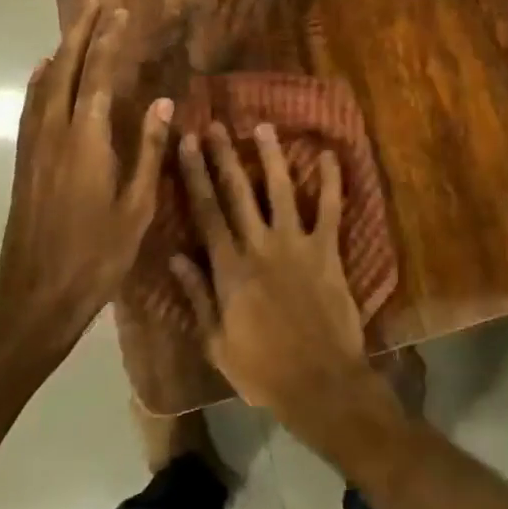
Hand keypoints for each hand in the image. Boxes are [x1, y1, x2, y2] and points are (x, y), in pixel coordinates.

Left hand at [0, 3, 173, 361]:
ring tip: (76, 27)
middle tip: (96, 4)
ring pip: (45, 85)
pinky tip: (42, 72)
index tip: (121, 14)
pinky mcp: (23, 162)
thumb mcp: (137, 207)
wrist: (36, 297)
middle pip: (67, 70)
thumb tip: (164, 103)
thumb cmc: (97, 256)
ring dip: (62, 51)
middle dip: (82, 33)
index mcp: (87, 141)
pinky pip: (31, 107)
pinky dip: (39, 80)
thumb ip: (149, 150)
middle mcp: (55, 133)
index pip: (100, 77)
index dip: (110, 42)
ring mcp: (34, 146)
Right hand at [170, 123, 379, 444]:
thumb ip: (197, 296)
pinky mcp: (328, 251)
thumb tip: (175, 256)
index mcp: (229, 269)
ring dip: (271, 156)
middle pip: (237, 192)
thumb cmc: (262, 369)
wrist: (320, 383)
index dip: (194, 175)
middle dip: (223, 156)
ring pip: (281, 189)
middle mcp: (260, 246)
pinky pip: (331, 210)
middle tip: (214, 125)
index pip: (206, 212)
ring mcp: (297, 244)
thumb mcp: (216, 342)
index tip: (186, 144)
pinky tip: (330, 155)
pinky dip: (332, 182)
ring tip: (263, 127)